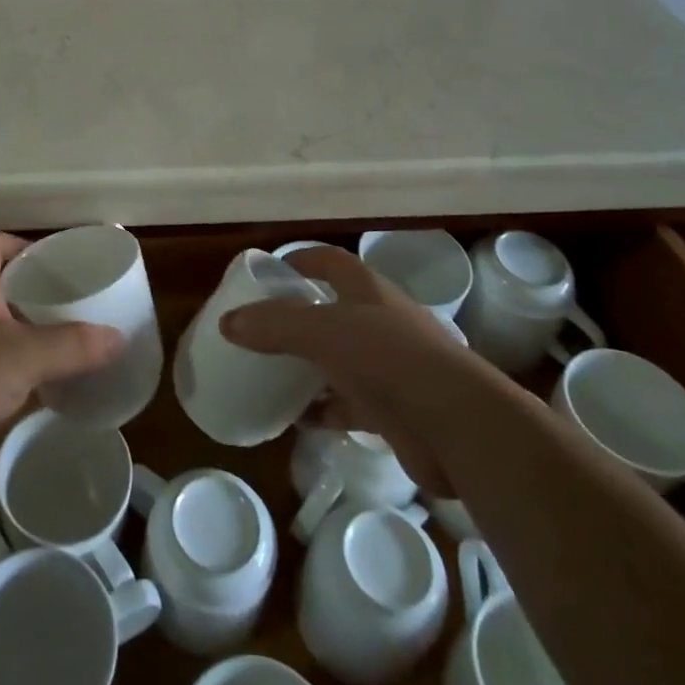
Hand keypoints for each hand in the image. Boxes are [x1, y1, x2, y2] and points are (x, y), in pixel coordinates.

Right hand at [221, 246, 471, 496]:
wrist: (456, 425)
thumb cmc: (387, 358)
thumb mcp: (321, 332)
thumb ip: (273, 325)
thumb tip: (227, 322)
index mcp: (367, 290)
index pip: (329, 261)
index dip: (299, 260)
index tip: (268, 272)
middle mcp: (380, 321)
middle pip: (332, 310)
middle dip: (298, 317)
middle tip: (260, 327)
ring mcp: (390, 366)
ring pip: (339, 359)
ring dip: (308, 366)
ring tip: (270, 372)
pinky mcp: (394, 409)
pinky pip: (347, 404)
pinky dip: (322, 410)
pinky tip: (296, 419)